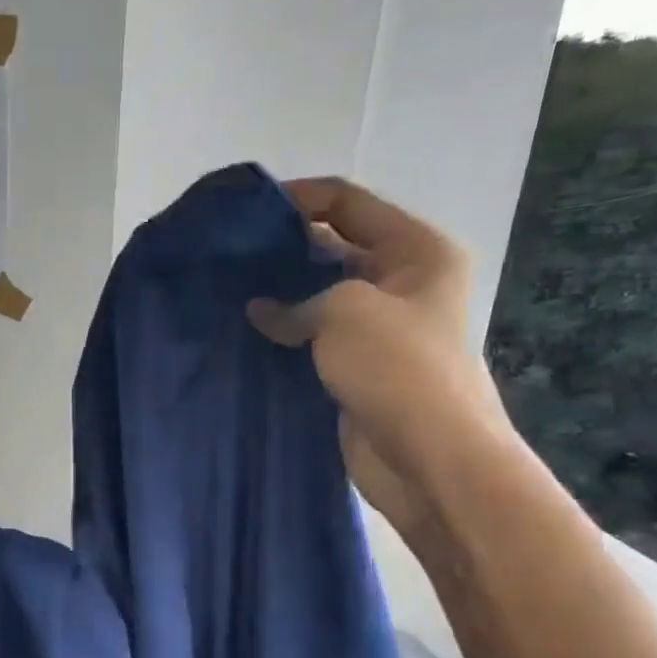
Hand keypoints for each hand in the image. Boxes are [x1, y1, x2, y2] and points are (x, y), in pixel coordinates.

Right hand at [247, 176, 514, 540]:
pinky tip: (245, 334)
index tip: (246, 212)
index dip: (298, 198)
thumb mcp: (345, 312)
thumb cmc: (398, 367)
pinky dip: (284, 336)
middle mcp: (401, 282)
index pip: (348, 203)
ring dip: (280, 296)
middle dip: (284, 250)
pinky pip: (313, 339)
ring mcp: (378, 328)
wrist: (429, 458)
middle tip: (228, 257)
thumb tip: (260, 310)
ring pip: (319, 298)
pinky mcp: (356, 367)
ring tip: (227, 294)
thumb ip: (296, 301)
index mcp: (416, 250)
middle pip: (333, 248)